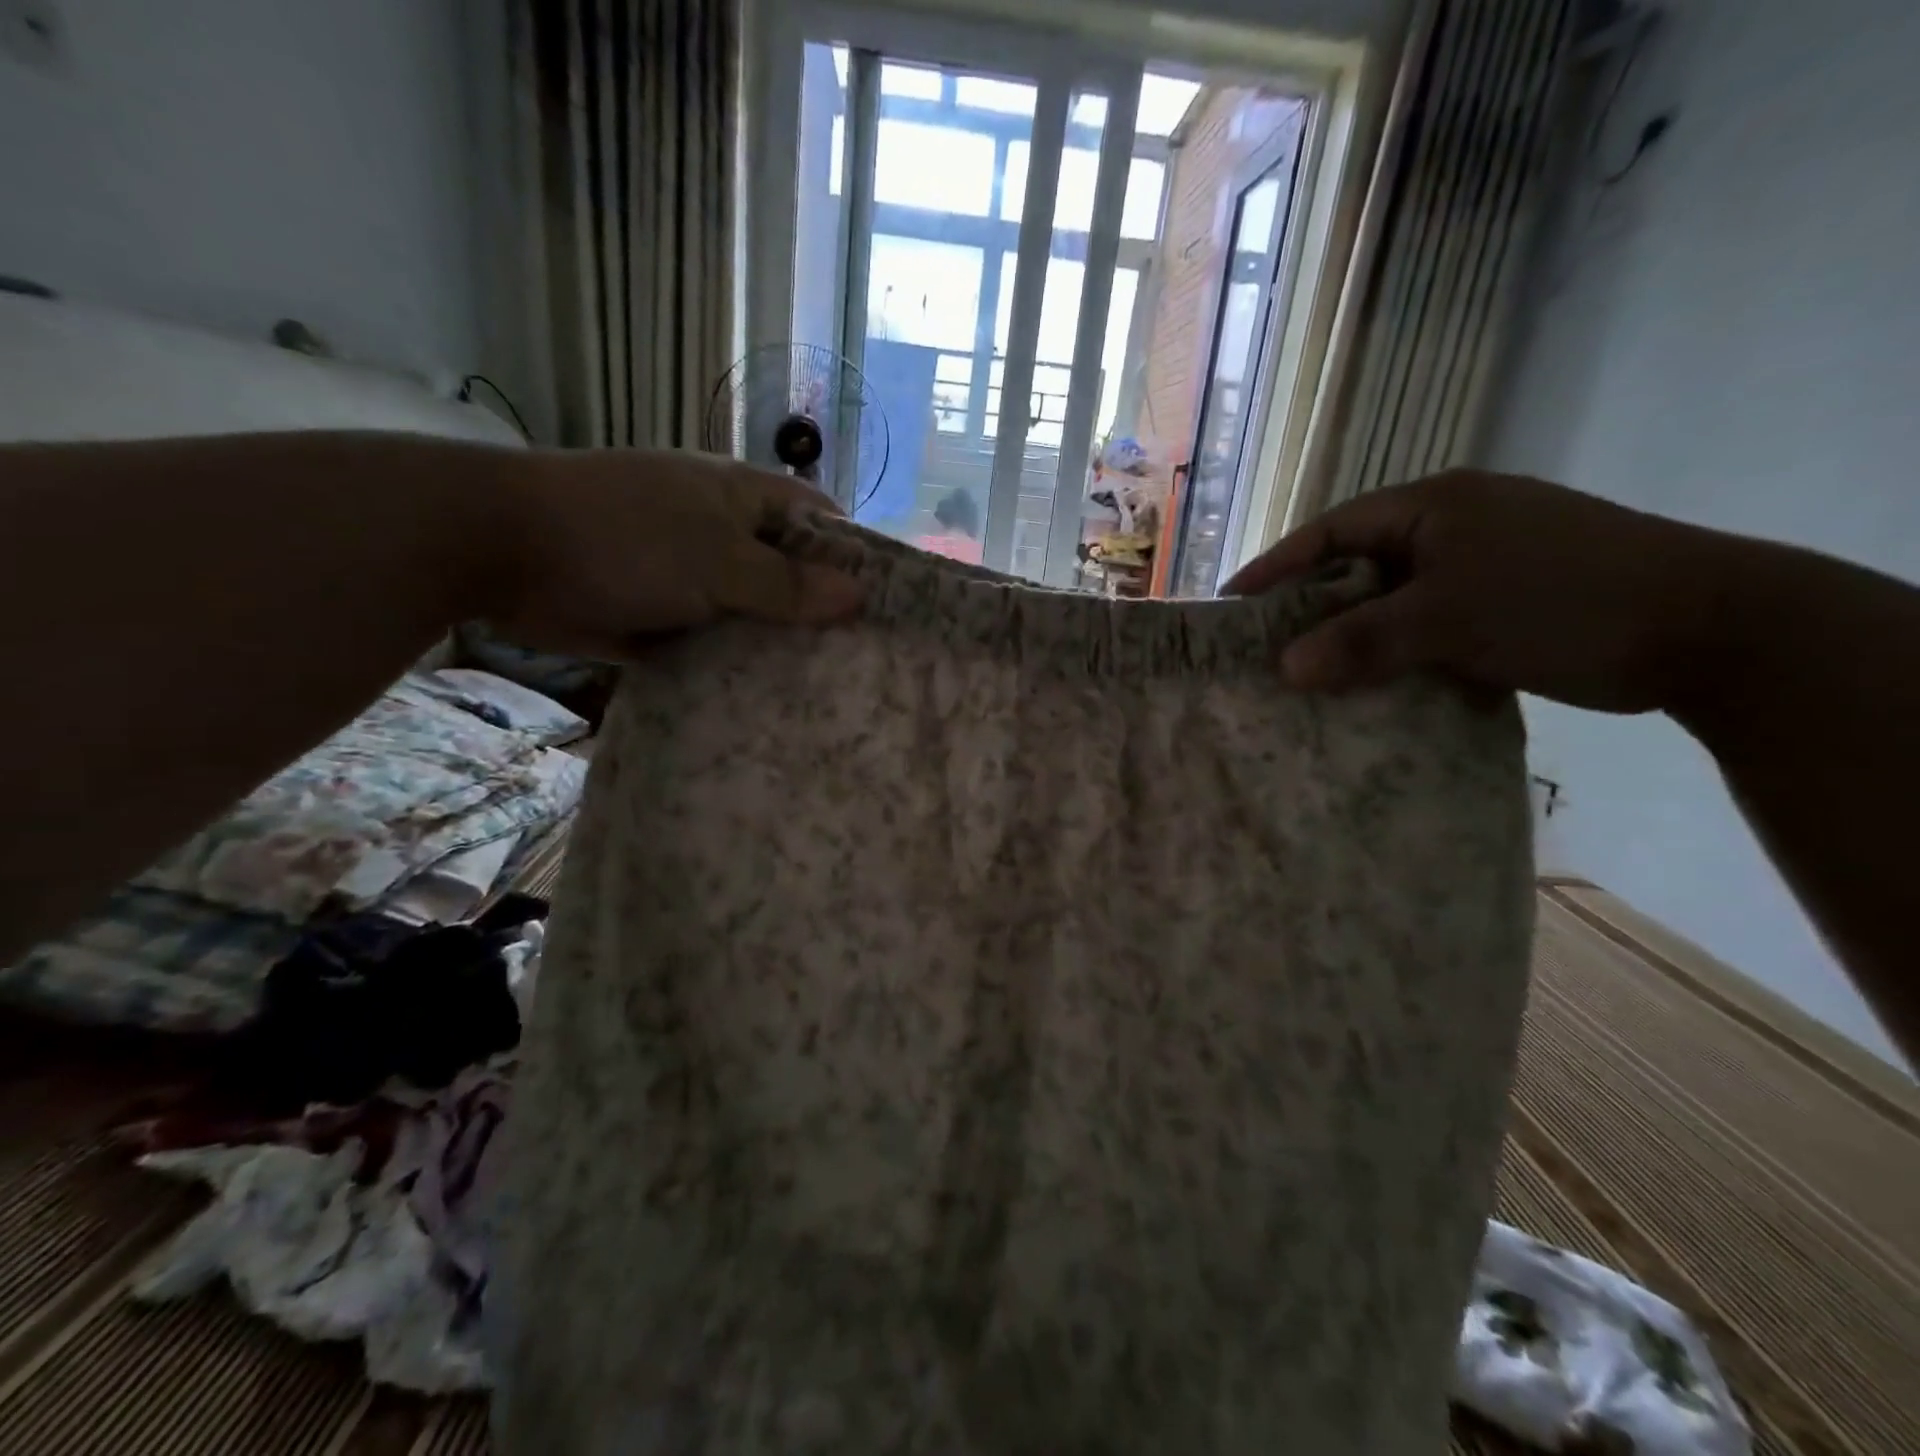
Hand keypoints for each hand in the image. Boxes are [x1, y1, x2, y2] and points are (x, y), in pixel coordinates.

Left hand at [483, 447, 861, 656]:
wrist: (503, 550)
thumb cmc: (625, 538)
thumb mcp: (718, 560)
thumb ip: (787, 583)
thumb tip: (858, 596)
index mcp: (745, 500)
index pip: (822, 522)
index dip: (856, 557)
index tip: (886, 607)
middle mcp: (725, 534)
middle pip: (791, 572)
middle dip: (821, 611)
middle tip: (862, 662)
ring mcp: (692, 575)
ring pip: (753, 611)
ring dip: (778, 644)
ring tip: (826, 690)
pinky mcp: (663, 614)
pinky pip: (714, 640)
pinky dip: (735, 664)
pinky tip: (766, 699)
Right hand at [1224, 471, 1730, 712]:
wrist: (1709, 628)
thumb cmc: (1560, 601)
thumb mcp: (1448, 618)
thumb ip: (1361, 641)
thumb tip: (1284, 670)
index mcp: (1433, 506)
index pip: (1328, 532)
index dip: (1274, 569)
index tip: (1230, 608)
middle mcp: (1450, 526)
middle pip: (1354, 566)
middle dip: (1307, 608)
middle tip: (1263, 649)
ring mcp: (1478, 565)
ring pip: (1389, 601)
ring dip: (1351, 637)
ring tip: (1306, 676)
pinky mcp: (1500, 604)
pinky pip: (1423, 627)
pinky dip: (1394, 654)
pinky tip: (1370, 687)